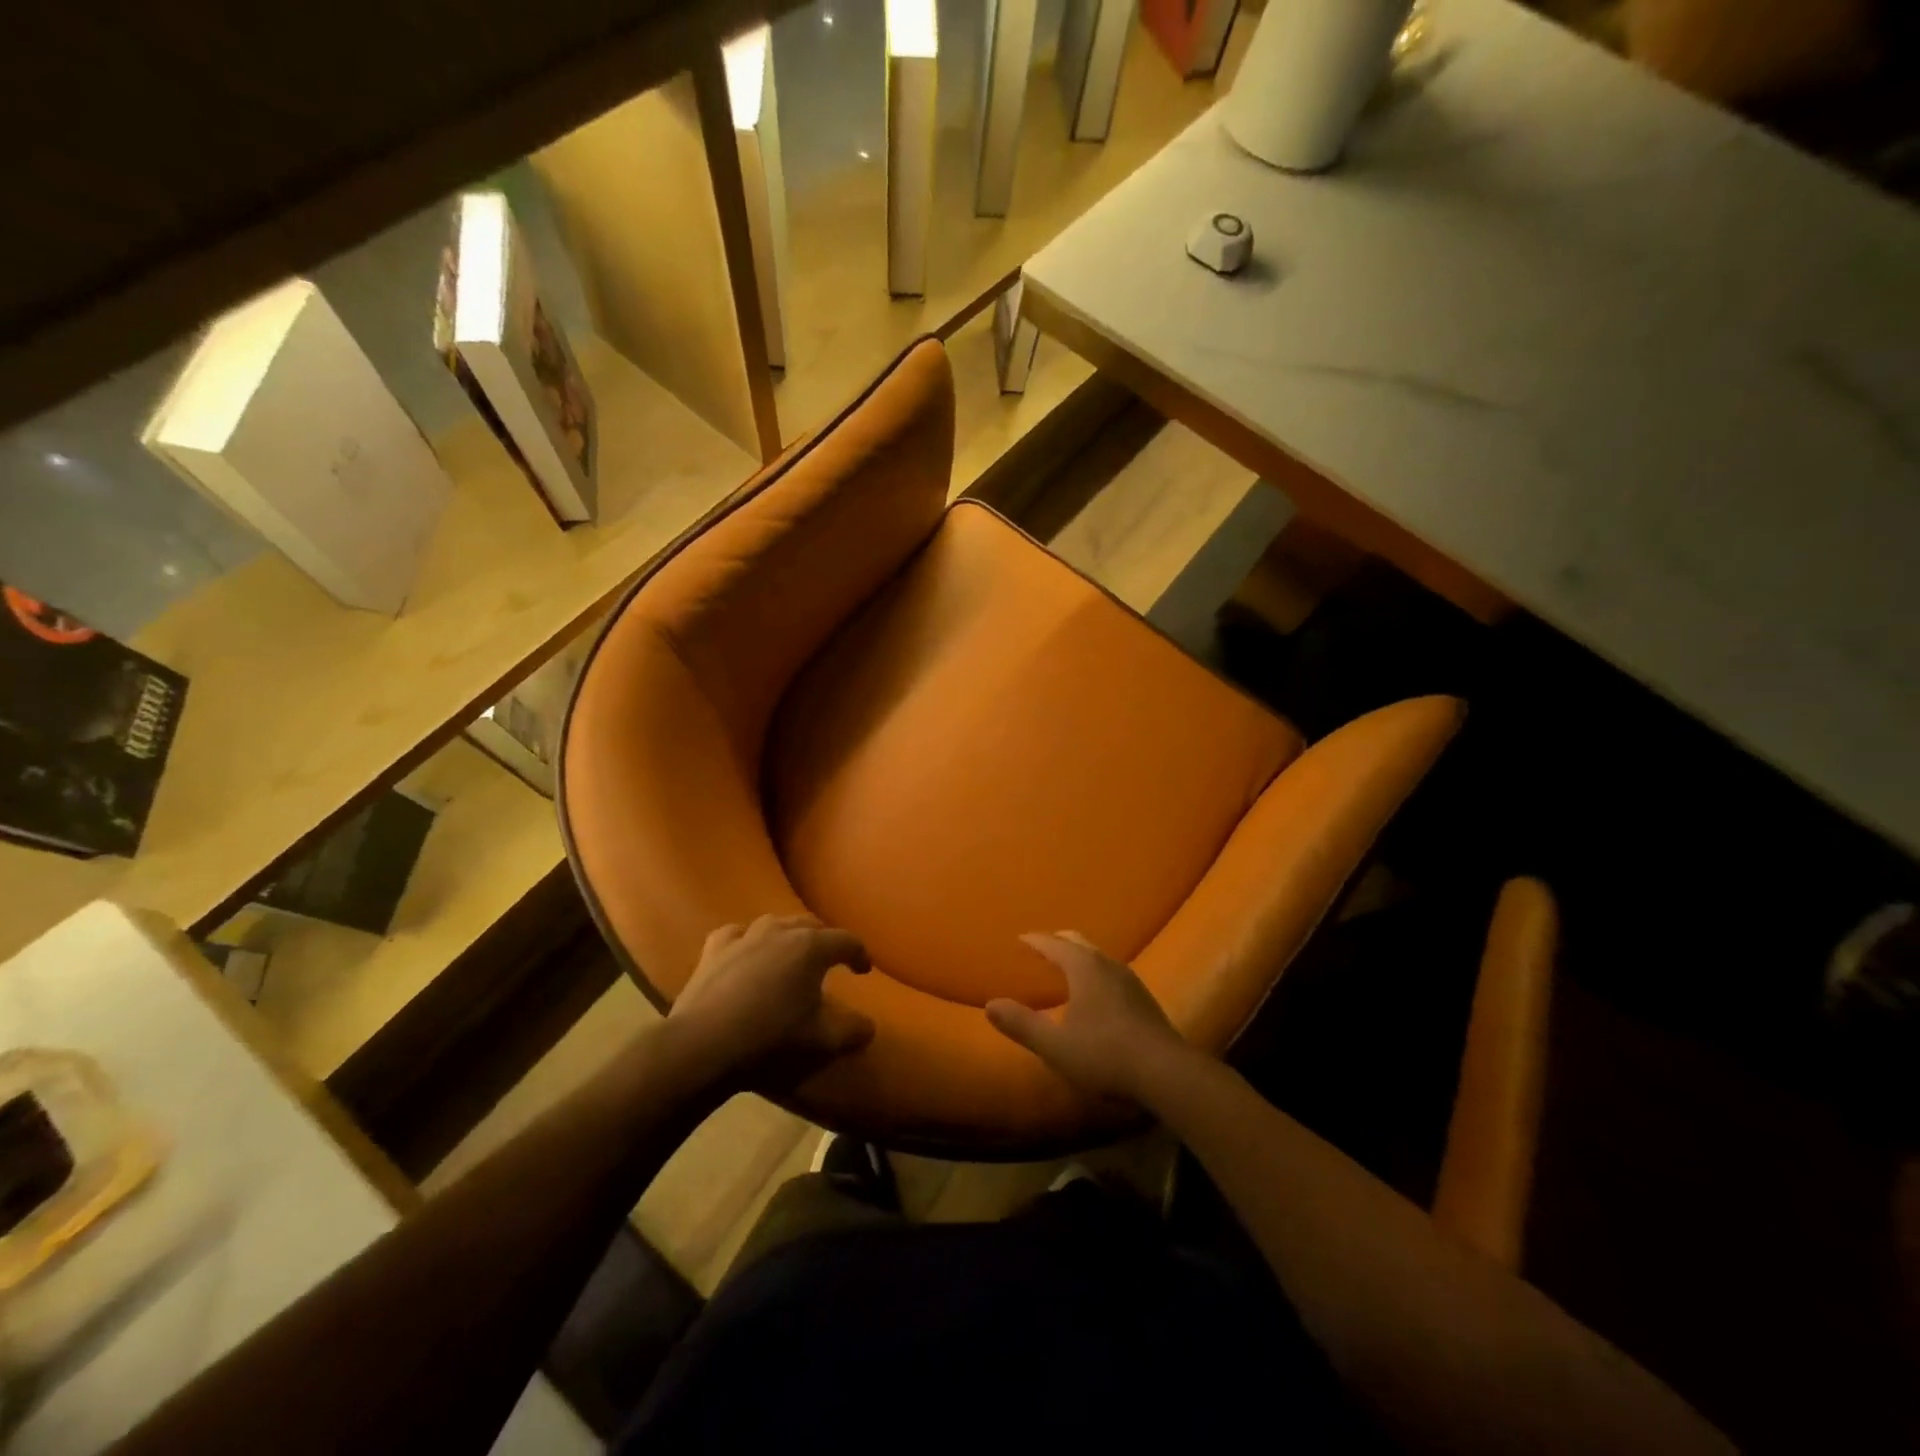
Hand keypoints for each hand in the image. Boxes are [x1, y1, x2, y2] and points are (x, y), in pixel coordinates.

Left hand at [667, 915, 874, 1093]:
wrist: (705, 1045)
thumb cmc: (771, 1039)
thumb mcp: (822, 1041)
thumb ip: (853, 1031)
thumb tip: (869, 1027)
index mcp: (812, 948)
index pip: (846, 941)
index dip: (860, 954)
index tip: (864, 970)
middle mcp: (781, 931)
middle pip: (811, 925)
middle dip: (826, 939)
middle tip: (832, 959)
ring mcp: (745, 936)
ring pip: (775, 923)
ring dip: (789, 935)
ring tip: (792, 952)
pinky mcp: (715, 949)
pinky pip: (737, 933)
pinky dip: (747, 939)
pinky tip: (746, 949)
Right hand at [984, 933, 1194, 1104]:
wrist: (1165, 1072)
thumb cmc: (1104, 1054)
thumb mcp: (1055, 1045)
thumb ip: (1022, 1024)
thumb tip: (990, 1005)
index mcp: (1083, 967)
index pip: (1053, 944)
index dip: (1035, 941)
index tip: (1020, 938)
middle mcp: (1107, 964)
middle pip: (1078, 942)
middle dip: (1058, 941)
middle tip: (1042, 946)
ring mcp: (1129, 979)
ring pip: (1098, 956)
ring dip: (1079, 955)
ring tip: (1067, 966)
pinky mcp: (1143, 998)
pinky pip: (1111, 971)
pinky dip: (1095, 970)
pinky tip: (1096, 991)